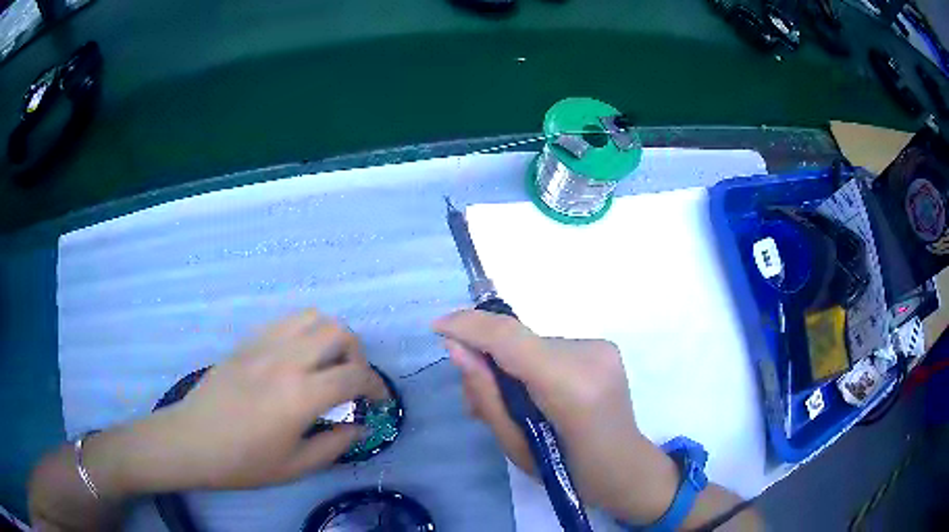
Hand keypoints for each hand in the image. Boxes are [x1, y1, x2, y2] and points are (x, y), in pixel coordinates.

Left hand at [88, 310, 387, 494]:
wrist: (192, 441)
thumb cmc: (243, 461)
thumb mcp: (296, 467)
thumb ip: (335, 445)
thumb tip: (358, 427)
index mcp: (300, 395)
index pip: (355, 376)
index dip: (377, 387)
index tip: (380, 401)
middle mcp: (286, 360)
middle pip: (339, 332)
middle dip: (357, 355)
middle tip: (352, 380)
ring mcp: (264, 345)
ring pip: (312, 317)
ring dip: (330, 336)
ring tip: (326, 363)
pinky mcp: (247, 341)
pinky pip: (285, 322)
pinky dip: (304, 332)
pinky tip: (297, 359)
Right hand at [433, 310, 679, 523]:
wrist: (626, 468)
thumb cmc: (569, 472)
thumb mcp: (516, 447)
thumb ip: (485, 395)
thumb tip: (457, 350)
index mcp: (571, 387)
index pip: (510, 339)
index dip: (469, 326)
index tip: (436, 327)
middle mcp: (590, 355)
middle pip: (519, 341)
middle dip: (488, 358)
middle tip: (477, 396)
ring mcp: (601, 348)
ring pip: (533, 346)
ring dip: (512, 366)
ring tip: (512, 404)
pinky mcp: (604, 347)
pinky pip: (550, 349)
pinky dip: (534, 366)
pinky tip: (538, 396)